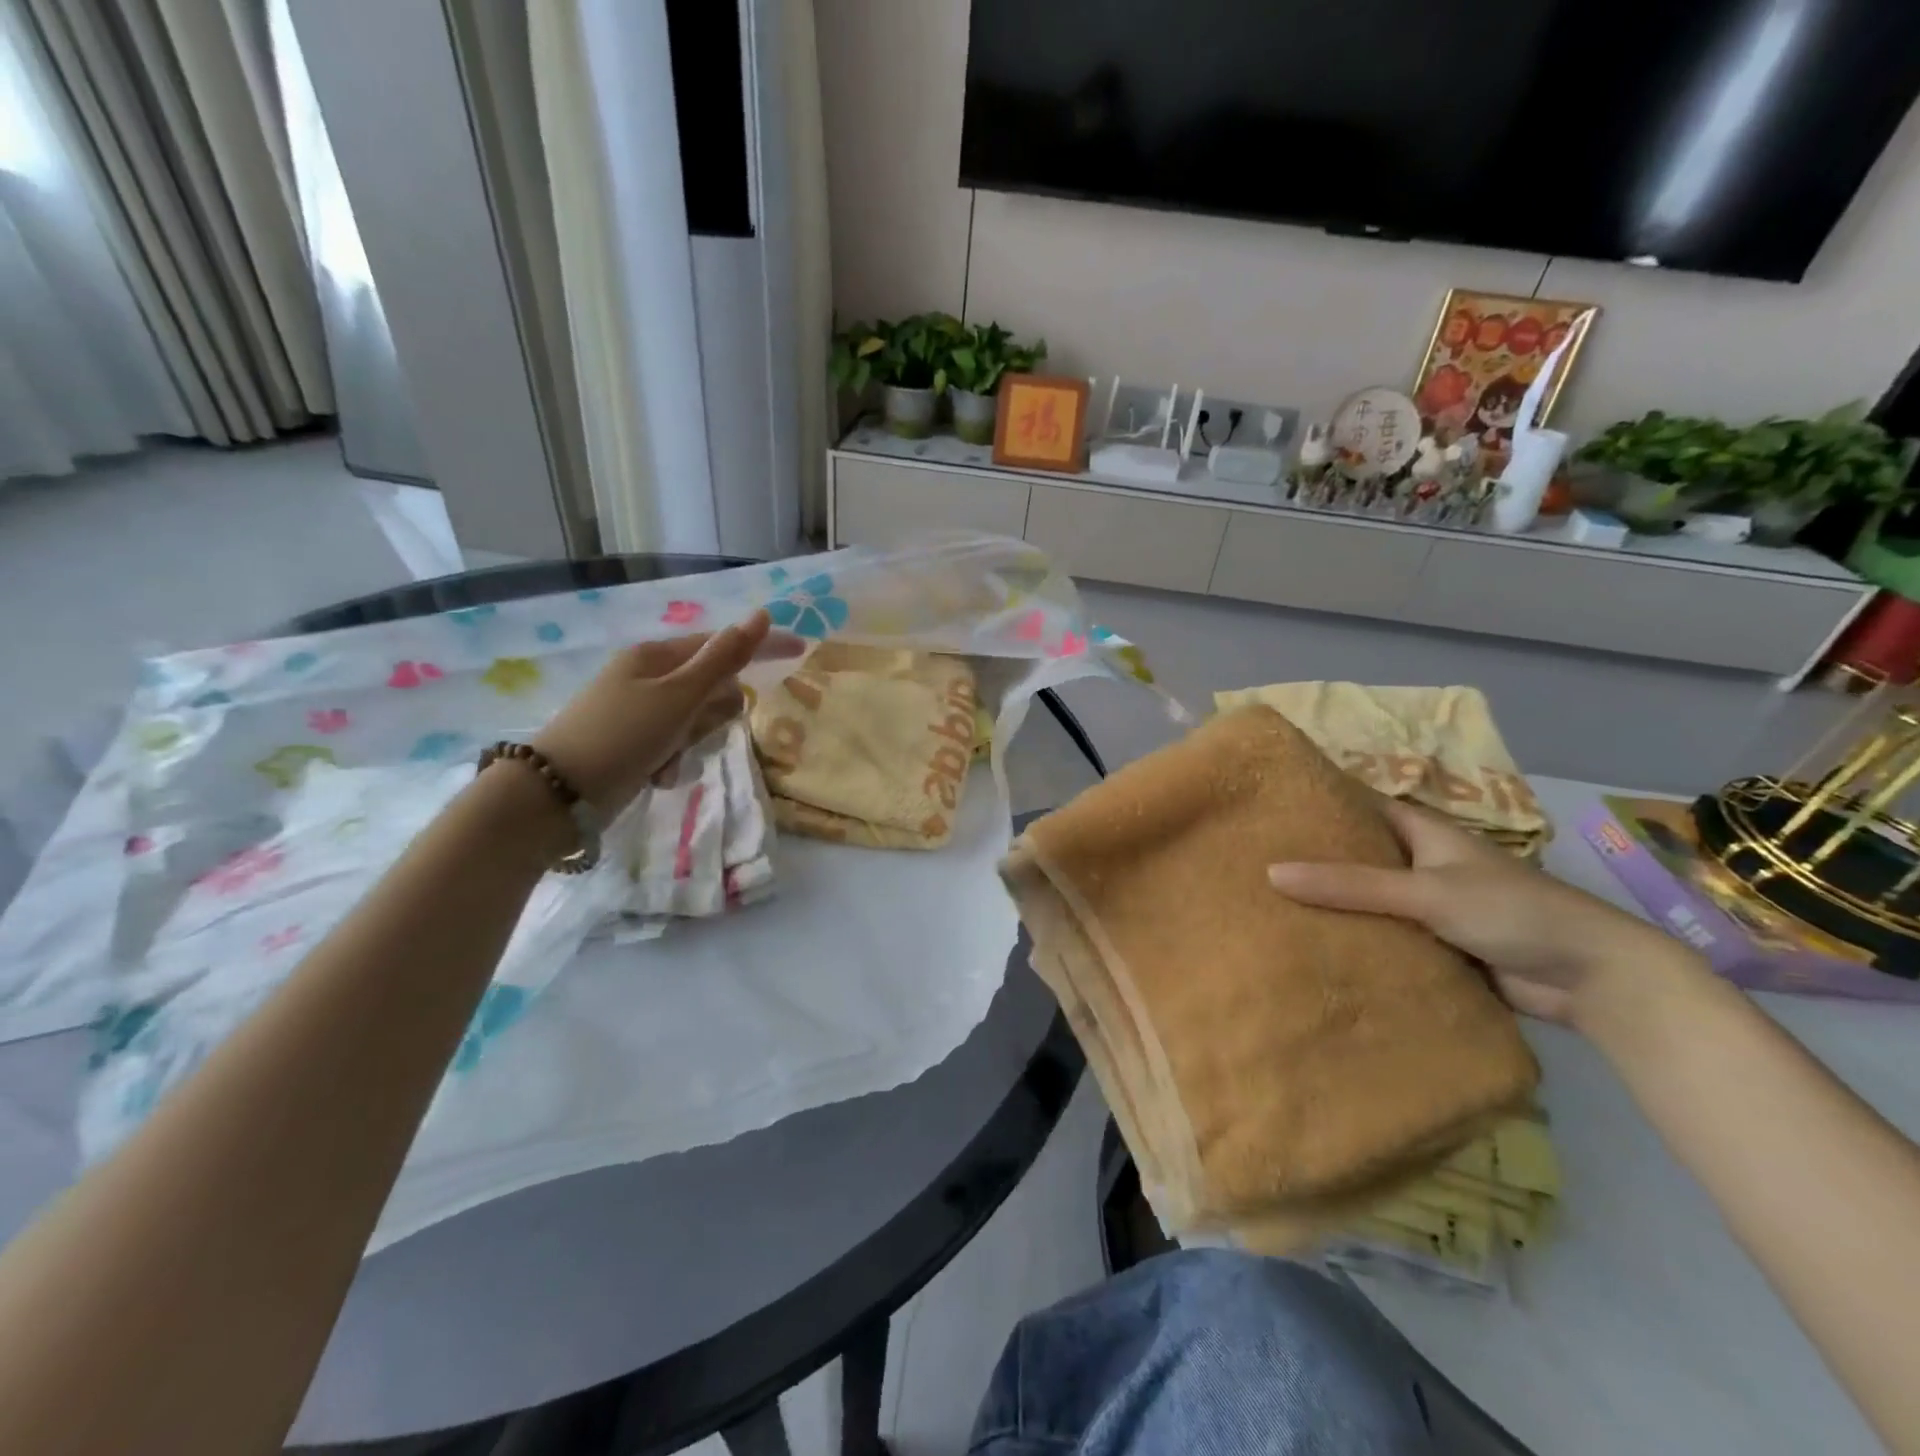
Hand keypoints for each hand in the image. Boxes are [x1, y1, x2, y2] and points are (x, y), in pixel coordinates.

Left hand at [531, 610, 800, 817]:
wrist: (557, 795)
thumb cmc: (623, 735)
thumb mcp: (678, 696)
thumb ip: (723, 658)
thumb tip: (761, 616)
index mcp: (656, 656)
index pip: (722, 644)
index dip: (761, 647)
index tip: (802, 650)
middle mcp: (649, 678)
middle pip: (712, 688)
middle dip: (713, 712)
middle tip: (692, 730)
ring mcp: (641, 712)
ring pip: (698, 720)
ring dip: (693, 741)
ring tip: (668, 757)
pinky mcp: (636, 744)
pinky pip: (678, 744)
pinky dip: (675, 759)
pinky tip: (656, 774)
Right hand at [1265, 796, 1697, 1027]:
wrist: (1592, 977)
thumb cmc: (1511, 911)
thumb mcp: (1425, 891)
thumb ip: (1351, 885)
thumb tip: (1272, 873)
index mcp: (1424, 832)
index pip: (1361, 806)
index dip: (1320, 803)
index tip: (1269, 807)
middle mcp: (1423, 864)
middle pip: (1360, 856)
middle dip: (1316, 860)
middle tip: (1254, 861)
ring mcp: (1429, 907)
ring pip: (1370, 901)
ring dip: (1333, 906)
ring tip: (1268, 905)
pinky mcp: (1437, 946)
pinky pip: (1386, 938)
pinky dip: (1358, 941)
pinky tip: (1314, 948)